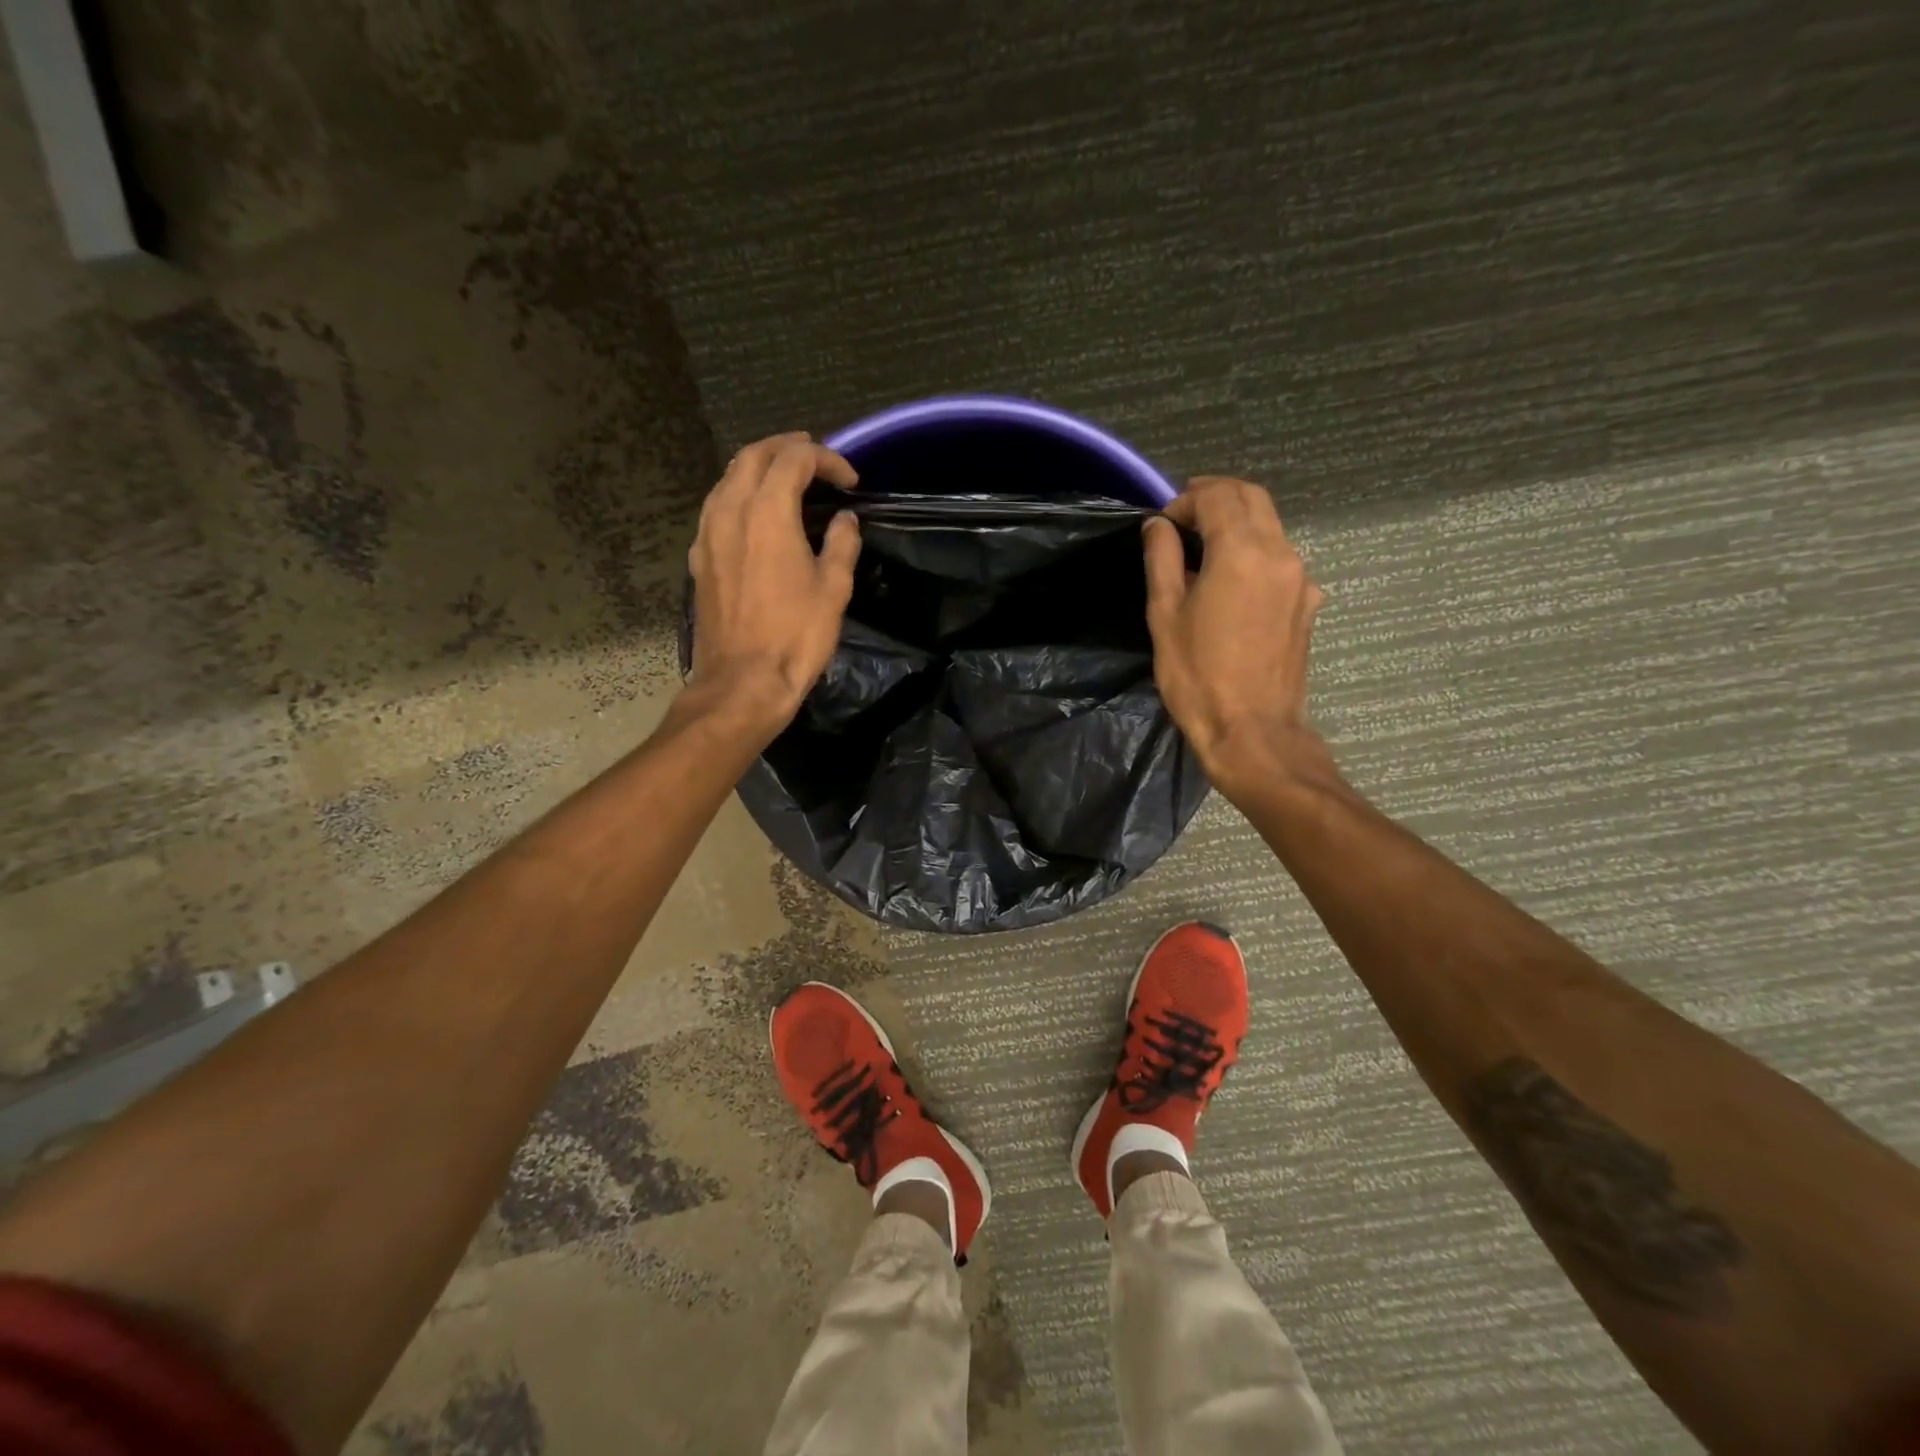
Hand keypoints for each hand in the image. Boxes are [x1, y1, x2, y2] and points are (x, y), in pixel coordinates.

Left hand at [687, 432, 859, 733]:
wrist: (743, 682)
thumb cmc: (795, 636)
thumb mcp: (833, 588)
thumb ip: (841, 544)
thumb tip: (844, 520)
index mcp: (767, 512)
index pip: (794, 460)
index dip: (826, 459)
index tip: (850, 480)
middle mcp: (730, 511)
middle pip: (752, 456)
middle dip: (786, 448)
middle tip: (815, 458)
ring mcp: (707, 534)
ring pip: (728, 478)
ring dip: (758, 467)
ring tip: (786, 479)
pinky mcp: (699, 559)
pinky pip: (716, 507)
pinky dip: (739, 495)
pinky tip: (756, 515)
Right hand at [1143, 476, 1326, 797]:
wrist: (1252, 731)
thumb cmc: (1198, 676)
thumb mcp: (1165, 616)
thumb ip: (1161, 560)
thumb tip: (1158, 526)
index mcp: (1241, 553)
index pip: (1218, 496)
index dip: (1186, 499)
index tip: (1164, 523)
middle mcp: (1280, 554)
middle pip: (1253, 499)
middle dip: (1217, 497)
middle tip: (1184, 517)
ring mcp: (1301, 579)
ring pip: (1271, 526)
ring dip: (1237, 523)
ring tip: (1203, 549)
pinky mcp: (1308, 604)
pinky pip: (1281, 560)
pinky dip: (1254, 552)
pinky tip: (1232, 584)